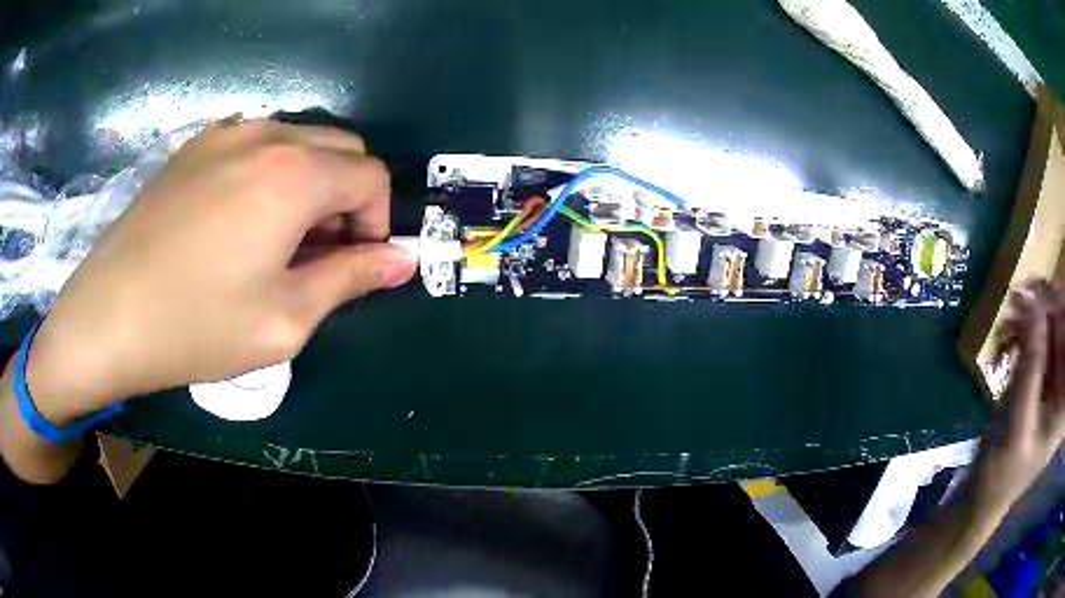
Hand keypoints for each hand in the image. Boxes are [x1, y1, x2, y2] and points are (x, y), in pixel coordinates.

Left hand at [24, 119, 416, 422]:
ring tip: (277, 236)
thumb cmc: (197, 326)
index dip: (377, 221)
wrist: (108, 316)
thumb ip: (352, 279)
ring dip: (309, 181)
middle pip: (340, 147)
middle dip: (347, 197)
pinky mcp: (194, 145)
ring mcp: (225, 133)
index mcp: (295, 174)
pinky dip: (269, 170)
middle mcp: (267, 135)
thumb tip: (405, 260)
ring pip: (298, 140)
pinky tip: (238, 216)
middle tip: (319, 252)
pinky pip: (255, 142)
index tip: (354, 263)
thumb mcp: (285, 318)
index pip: (371, 176)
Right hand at [972, 279, 1064, 515]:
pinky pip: (1040, 340)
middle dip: (1046, 307)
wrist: (984, 495)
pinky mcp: (1043, 378)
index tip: (1044, 289)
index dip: (1063, 308)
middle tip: (1022, 293)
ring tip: (1011, 312)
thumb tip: (1033, 299)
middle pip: (1064, 328)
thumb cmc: (1004, 471)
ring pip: (1052, 328)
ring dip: (1033, 317)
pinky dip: (1026, 331)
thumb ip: (1032, 363)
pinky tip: (1010, 332)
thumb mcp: (1019, 421)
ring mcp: (1055, 380)